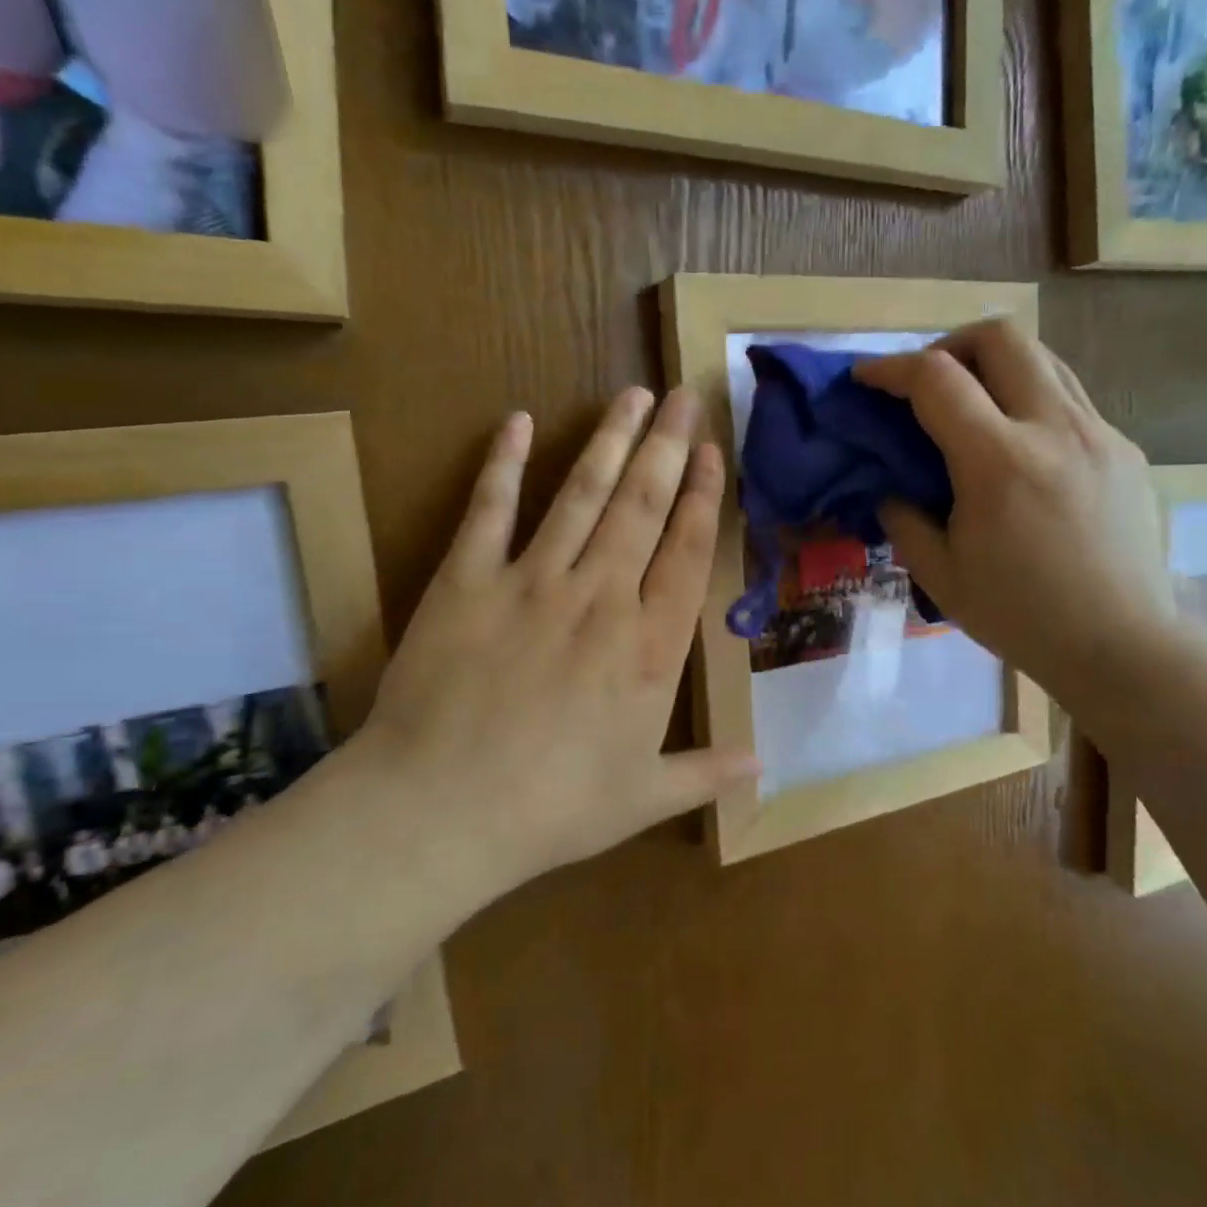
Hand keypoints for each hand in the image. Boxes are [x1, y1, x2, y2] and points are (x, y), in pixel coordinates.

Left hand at [359, 388, 755, 891]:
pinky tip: (517, 422)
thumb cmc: (553, 808)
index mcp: (650, 646)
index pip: (688, 551)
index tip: (713, 452)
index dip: (704, 496)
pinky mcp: (467, 580)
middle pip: (643, 505)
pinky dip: (503, 463)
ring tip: (632, 396)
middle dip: (667, 446)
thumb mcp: (643, 798)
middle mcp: (601, 596)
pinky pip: (490, 510)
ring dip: (610, 441)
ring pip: (581, 494)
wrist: (442, 811)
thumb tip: (763, 767)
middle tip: (683, 395)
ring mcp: (532, 581)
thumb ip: (706, 773)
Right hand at [854, 320, 1175, 714]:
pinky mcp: (1125, 449)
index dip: (889, 368)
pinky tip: (1022, 451)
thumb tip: (890, 486)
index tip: (865, 378)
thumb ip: (903, 519)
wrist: (1122, 646)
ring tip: (973, 406)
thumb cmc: (1021, 617)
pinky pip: (1071, 399)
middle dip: (949, 344)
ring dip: (996, 366)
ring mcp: (1098, 433)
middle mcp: (1053, 428)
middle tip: (927, 382)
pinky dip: (1031, 401)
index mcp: (998, 461)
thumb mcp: (940, 575)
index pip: (935, 378)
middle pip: (1000, 336)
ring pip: (1043, 357)